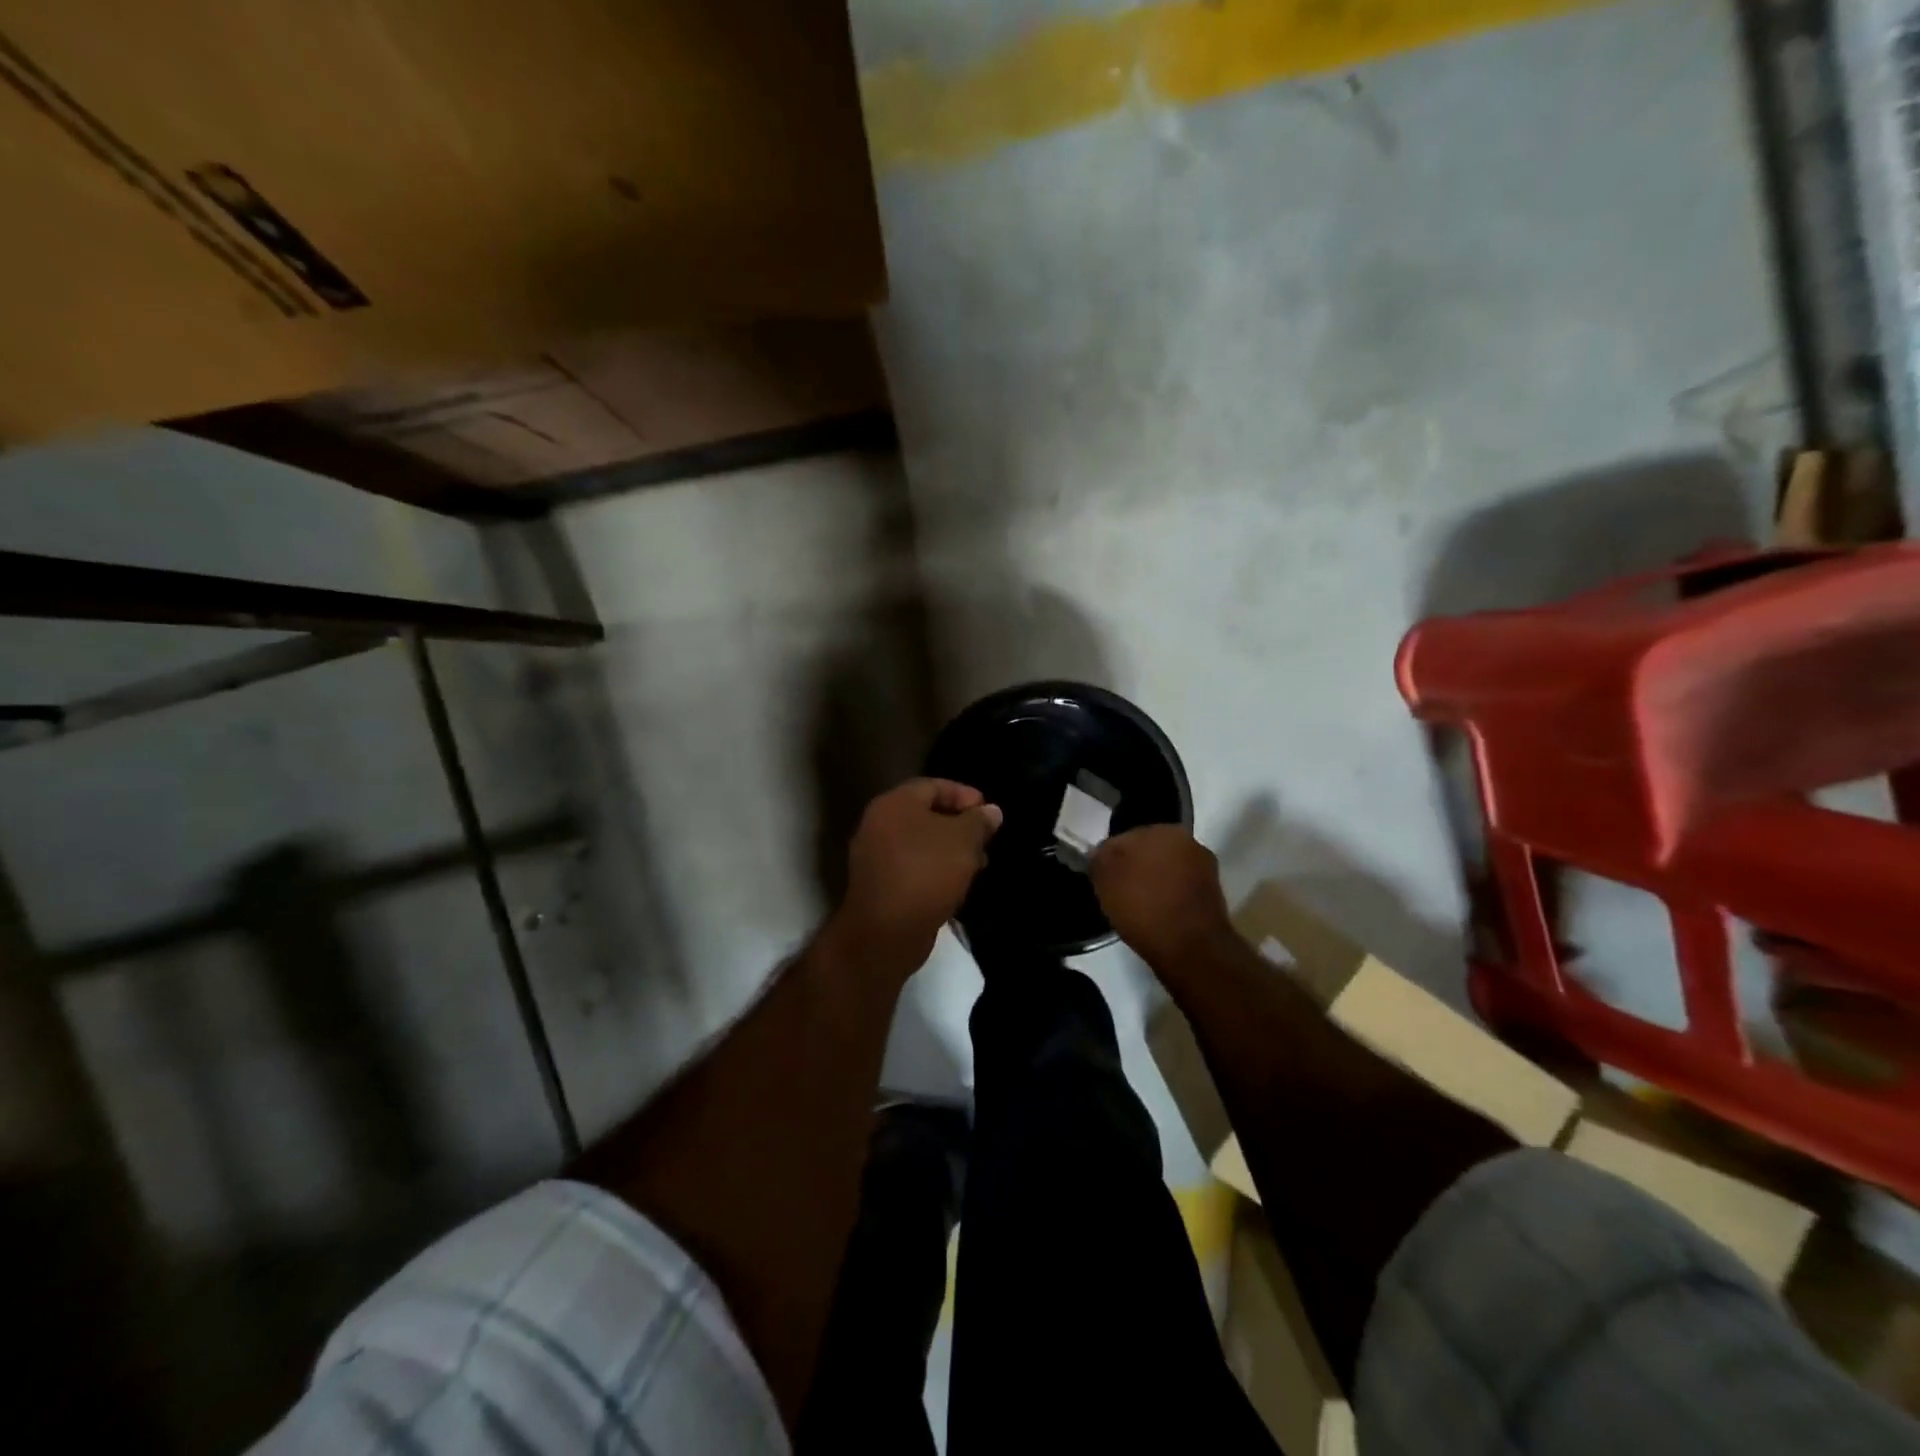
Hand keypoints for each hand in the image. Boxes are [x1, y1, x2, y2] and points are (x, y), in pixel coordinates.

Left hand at [828, 778, 1002, 973]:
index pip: (933, 786)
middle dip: (959, 825)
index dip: (964, 795)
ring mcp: (875, 855)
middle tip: (986, 839)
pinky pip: (912, 865)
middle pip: (925, 814)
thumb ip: (979, 821)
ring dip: (950, 849)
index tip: (989, 812)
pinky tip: (956, 883)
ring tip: (978, 863)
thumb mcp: (963, 841)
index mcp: (894, 803)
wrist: (887, 931)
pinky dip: (935, 868)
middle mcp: (878, 823)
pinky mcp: (879, 883)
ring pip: (920, 842)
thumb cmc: (927, 873)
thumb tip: (991, 811)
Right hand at [1090, 825, 1234, 966]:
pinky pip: (1180, 888)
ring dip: (1153, 882)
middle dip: (1134, 867)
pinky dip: (1170, 897)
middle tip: (1118, 893)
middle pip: (1147, 851)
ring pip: (1165, 869)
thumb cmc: (1144, 907)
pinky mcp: (1213, 893)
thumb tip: (1100, 852)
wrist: (1192, 948)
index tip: (1102, 880)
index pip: (1122, 838)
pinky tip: (1158, 916)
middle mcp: (1186, 840)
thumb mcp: (1105, 880)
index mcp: (1160, 828)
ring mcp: (1204, 866)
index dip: (1108, 859)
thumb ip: (1099, 858)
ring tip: (1138, 907)